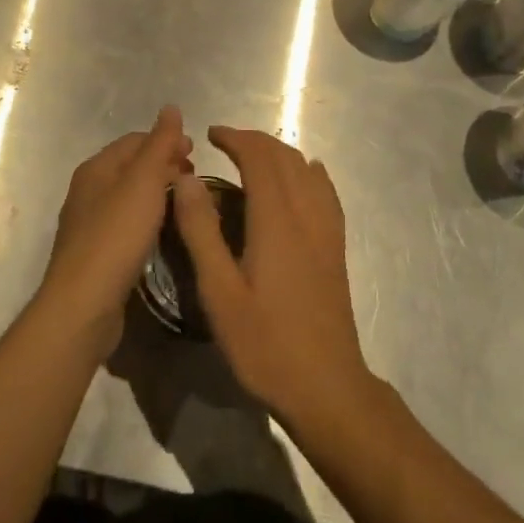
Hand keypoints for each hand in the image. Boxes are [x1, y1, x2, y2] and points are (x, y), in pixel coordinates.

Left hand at [38, 106, 191, 361]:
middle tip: (194, 179)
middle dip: (163, 166)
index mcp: (97, 167)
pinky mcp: (94, 254)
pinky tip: (161, 234)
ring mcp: (87, 224)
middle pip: (131, 167)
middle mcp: (87, 190)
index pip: (136, 140)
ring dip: (157, 194)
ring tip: (184, 204)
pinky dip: (146, 219)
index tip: (196, 153)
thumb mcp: (144, 182)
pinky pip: (125, 224)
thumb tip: (171, 107)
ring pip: (129, 196)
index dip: (167, 141)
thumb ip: (159, 144)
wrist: (82, 305)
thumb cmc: (116, 235)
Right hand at [171, 126, 373, 428]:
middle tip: (224, 143)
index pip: (258, 156)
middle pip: (284, 156)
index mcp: (276, 218)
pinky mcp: (336, 246)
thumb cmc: (266, 344)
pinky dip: (308, 171)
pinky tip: (304, 177)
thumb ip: (201, 231)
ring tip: (253, 158)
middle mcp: (305, 212)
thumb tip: (187, 179)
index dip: (235, 137)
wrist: (327, 388)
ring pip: (306, 169)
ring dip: (279, 153)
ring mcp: (326, 229)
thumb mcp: (219, 293)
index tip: (210, 134)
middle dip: (254, 141)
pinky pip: (325, 191)